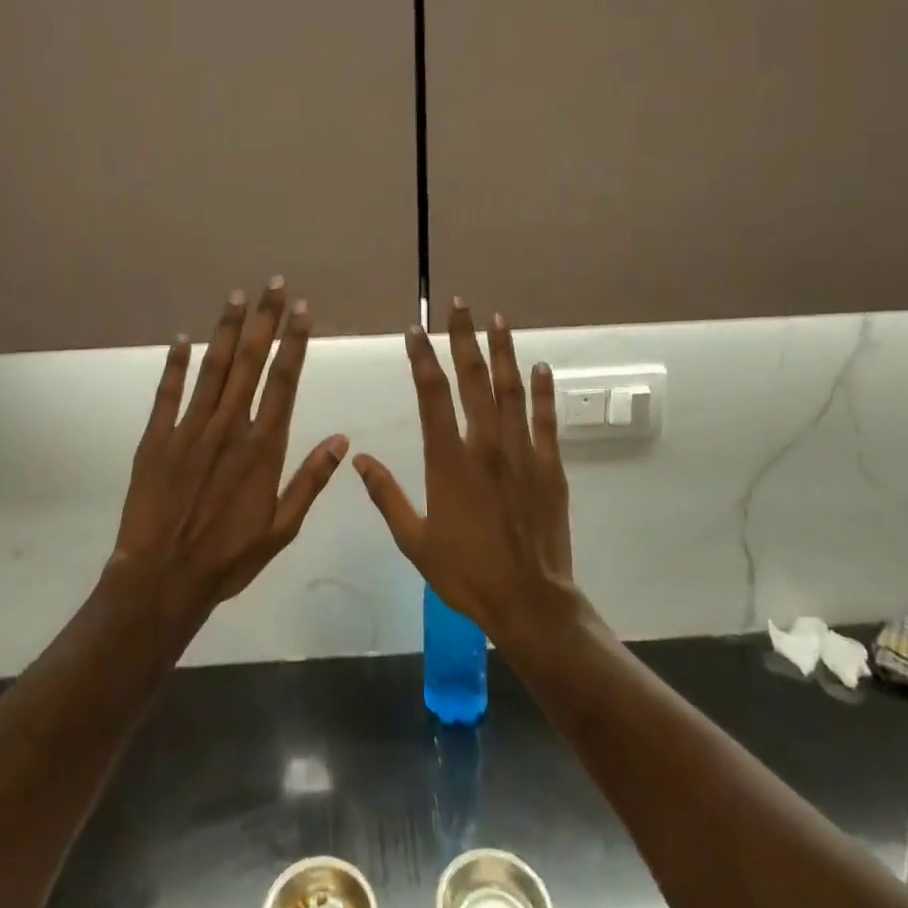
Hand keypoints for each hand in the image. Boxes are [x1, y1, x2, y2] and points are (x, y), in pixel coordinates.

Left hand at [107, 279, 347, 624]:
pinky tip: (183, 337)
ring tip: (237, 295)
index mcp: (264, 446)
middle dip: (265, 320)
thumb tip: (342, 439)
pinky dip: (176, 364)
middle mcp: (230, 427)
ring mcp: (190, 429)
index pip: (284, 381)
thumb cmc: (229, 557)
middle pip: (252, 363)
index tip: (302, 310)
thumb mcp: (282, 528)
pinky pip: (168, 393)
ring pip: (214, 368)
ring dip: (227, 330)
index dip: (294, 342)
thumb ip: (310, 480)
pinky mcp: (157, 438)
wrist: (163, 579)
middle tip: (274, 284)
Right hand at [353, 301, 577, 649]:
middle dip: (464, 339)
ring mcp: (522, 453)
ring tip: (498, 320)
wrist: (527, 601)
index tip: (415, 332)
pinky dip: (544, 392)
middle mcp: (485, 445)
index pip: (432, 395)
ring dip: (504, 352)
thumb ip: (386, 495)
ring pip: (511, 391)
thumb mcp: (414, 541)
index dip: (422, 359)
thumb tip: (358, 458)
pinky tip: (541, 367)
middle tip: (459, 305)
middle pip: (473, 380)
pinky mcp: (550, 466)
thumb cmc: (465, 572)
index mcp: (448, 460)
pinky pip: (547, 420)